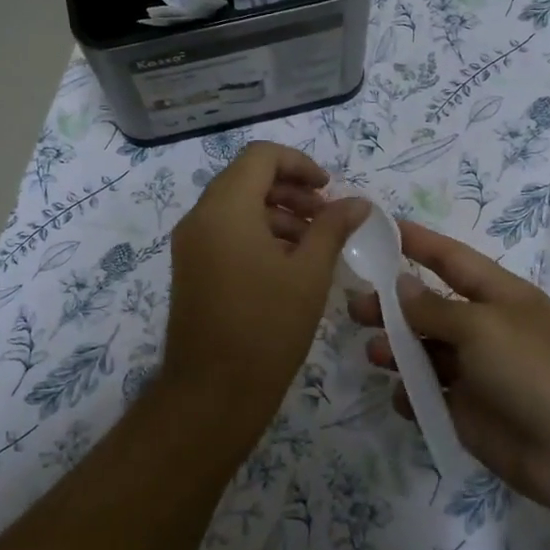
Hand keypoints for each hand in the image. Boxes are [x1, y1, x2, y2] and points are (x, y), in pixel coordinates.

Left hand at [159, 142, 369, 445]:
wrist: (212, 392)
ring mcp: (191, 244)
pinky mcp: (191, 268)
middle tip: (327, 215)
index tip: (329, 189)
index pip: (260, 157)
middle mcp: (200, 217)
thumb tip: (358, 202)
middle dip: (290, 189)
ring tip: (315, 242)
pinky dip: (257, 233)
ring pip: (236, 206)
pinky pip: (225, 232)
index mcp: (225, 208)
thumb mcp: (309, 273)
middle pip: (247, 178)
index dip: (299, 163)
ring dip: (276, 212)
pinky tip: (288, 263)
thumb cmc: (266, 327)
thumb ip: (333, 227)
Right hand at [350, 220, 549, 513]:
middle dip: (392, 305)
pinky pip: (430, 397)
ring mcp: (476, 373)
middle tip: (353, 306)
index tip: (377, 228)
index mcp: (497, 296)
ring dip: (396, 350)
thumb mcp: (482, 326)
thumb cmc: (535, 369)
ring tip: (371, 352)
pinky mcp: (469, 414)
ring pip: (425, 353)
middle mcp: (484, 330)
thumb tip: (400, 285)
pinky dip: (411, 395)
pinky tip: (401, 396)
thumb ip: (434, 308)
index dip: (415, 241)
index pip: (449, 259)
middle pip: (429, 308)